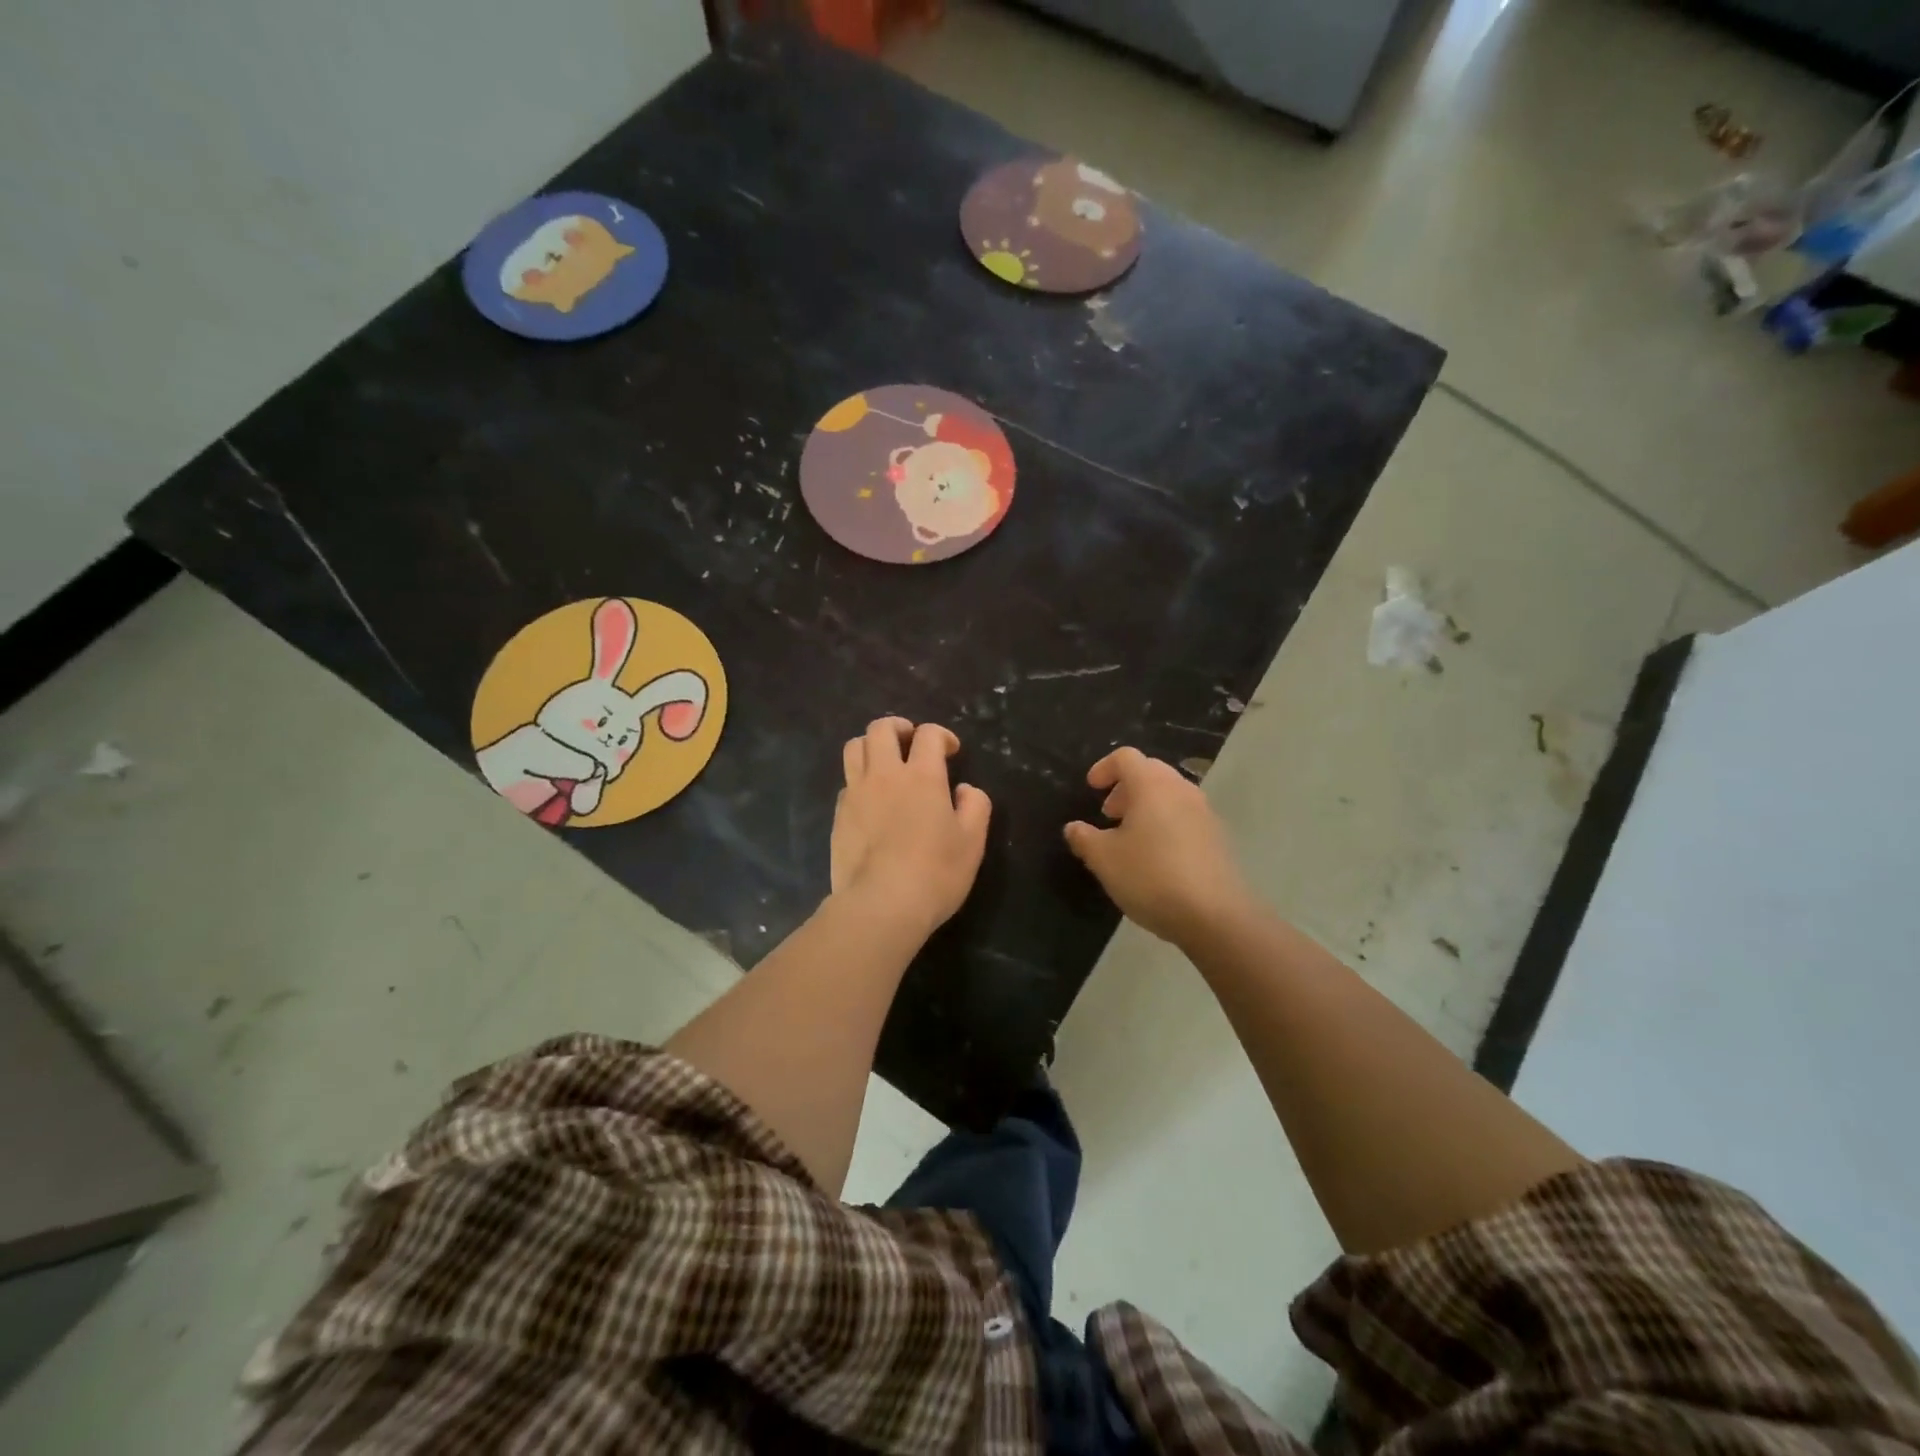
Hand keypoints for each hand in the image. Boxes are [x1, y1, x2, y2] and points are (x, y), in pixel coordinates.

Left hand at [832, 718, 990, 937]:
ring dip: (872, 746)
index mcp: (921, 776)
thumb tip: (964, 789)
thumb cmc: (935, 872)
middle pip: (881, 729)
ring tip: (885, 762)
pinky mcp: (838, 816)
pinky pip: (846, 783)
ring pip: (854, 747)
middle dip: (899, 727)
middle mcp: (884, 775)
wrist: (881, 905)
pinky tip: (871, 801)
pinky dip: (859, 780)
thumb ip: (975, 806)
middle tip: (911, 741)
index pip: (928, 734)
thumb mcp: (972, 841)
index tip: (950, 752)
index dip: (941, 735)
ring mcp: (856, 794)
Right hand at [1064, 747, 1250, 945]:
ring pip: (1170, 794)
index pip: (1126, 757)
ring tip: (1130, 837)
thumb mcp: (1104, 859)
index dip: (1104, 768)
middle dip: (1125, 787)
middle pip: (1151, 772)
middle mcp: (1181, 790)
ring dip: (1147, 806)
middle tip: (1109, 814)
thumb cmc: (1150, 876)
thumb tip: (1074, 828)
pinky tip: (1156, 857)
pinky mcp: (1217, 837)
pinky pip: (1185, 816)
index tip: (1091, 788)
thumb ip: (1084, 838)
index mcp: (1151, 785)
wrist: (1214, 915)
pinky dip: (1166, 823)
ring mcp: (1204, 813)